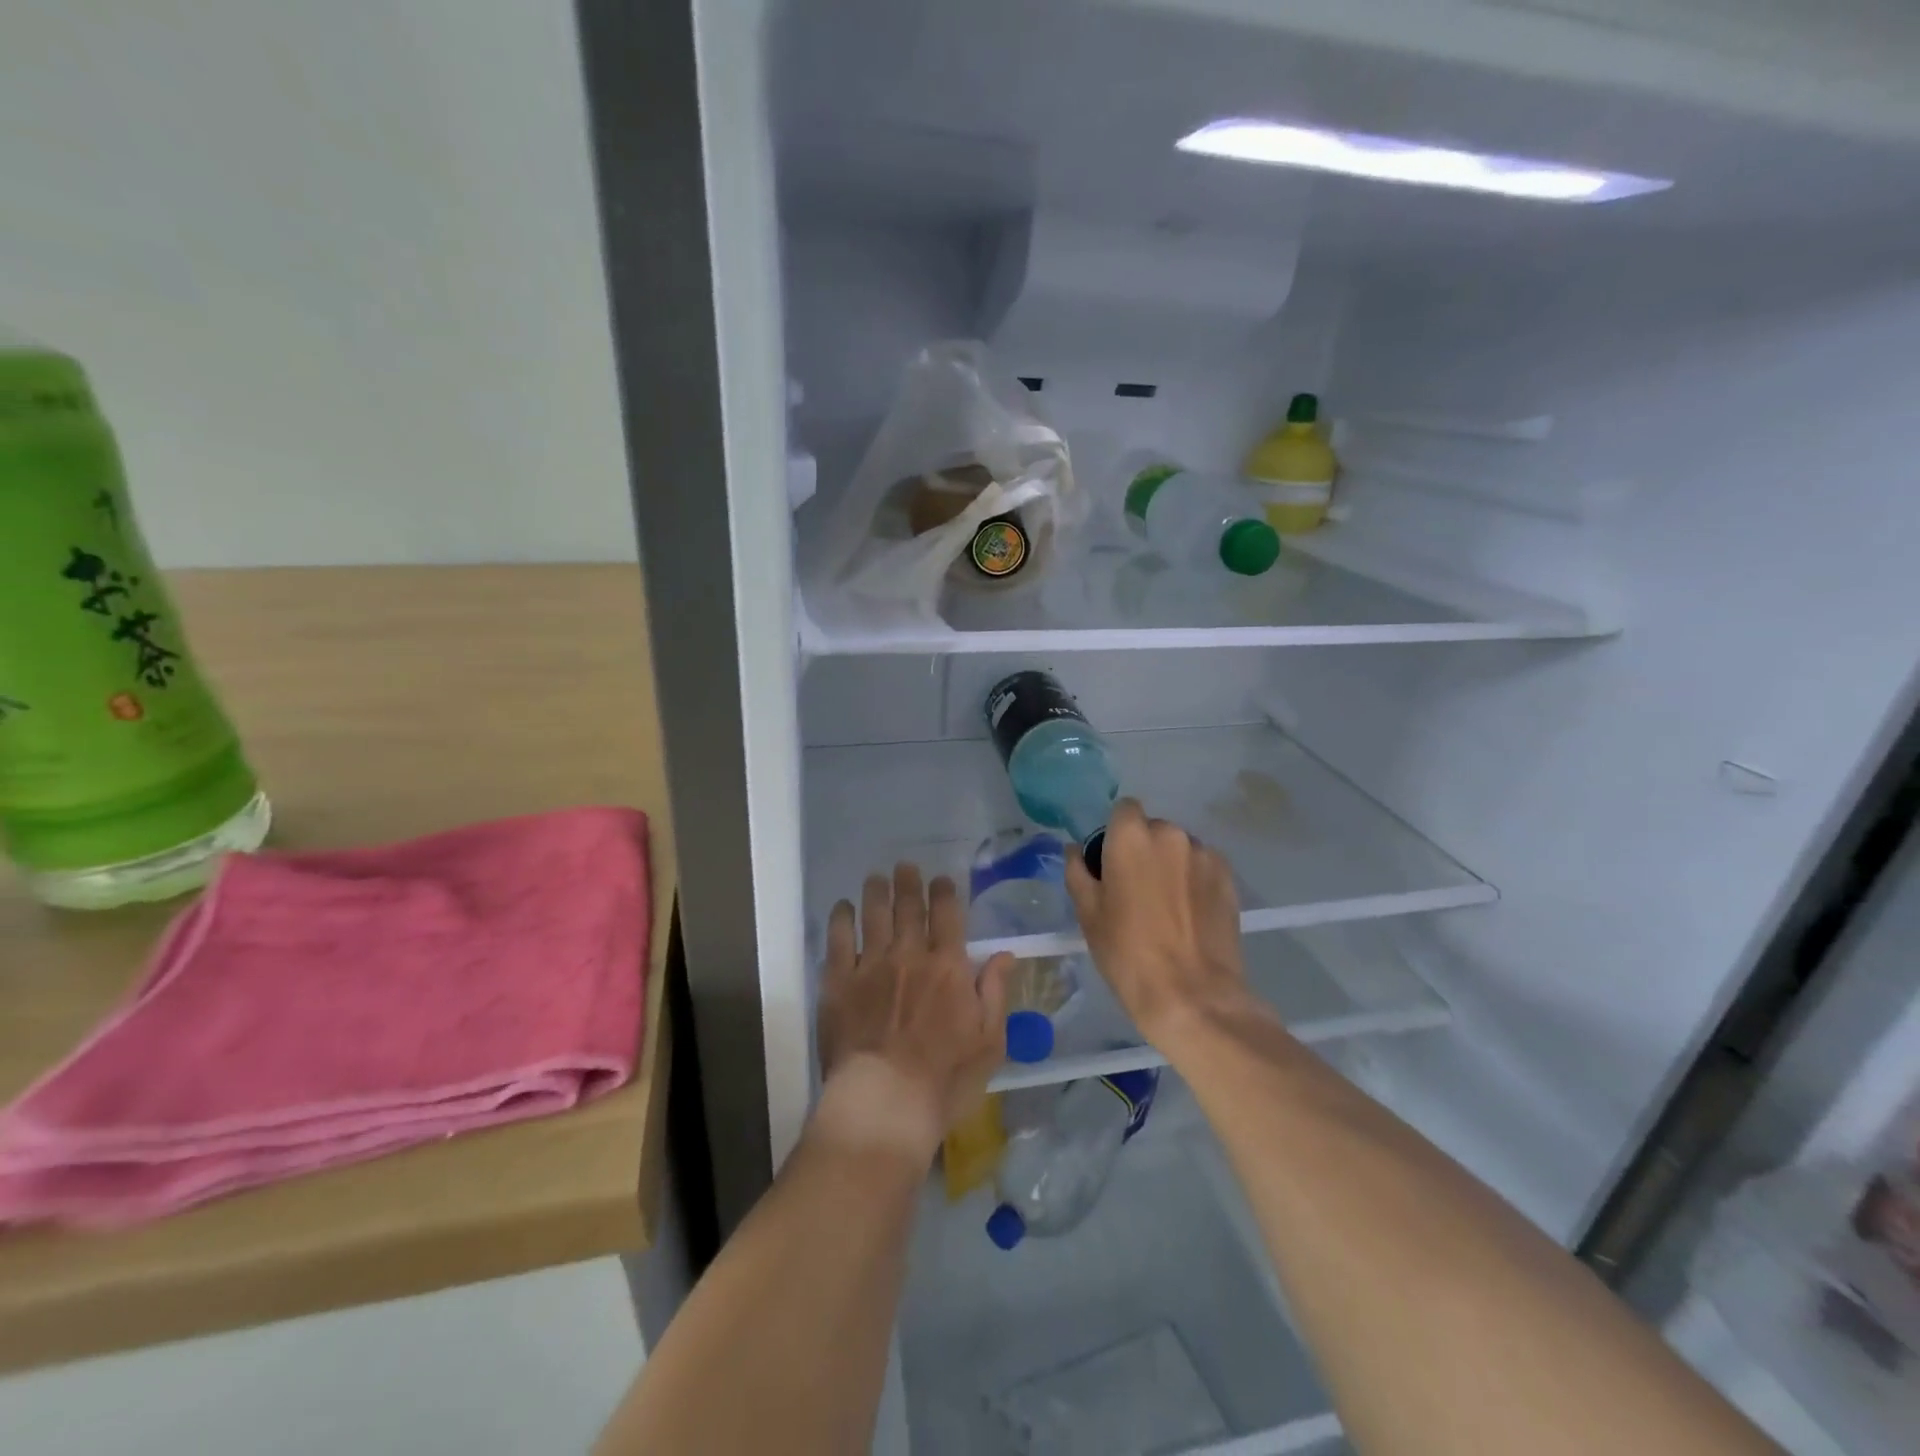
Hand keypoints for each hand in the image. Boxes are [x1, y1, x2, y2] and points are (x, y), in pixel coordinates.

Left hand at [816, 863, 1013, 1161]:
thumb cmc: (945, 1080)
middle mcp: (910, 955)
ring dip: (876, 892)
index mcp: (948, 967)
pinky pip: (839, 940)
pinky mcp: (838, 982)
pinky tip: (843, 907)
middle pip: (909, 907)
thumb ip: (996, 993)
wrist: (885, 1103)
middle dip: (908, 883)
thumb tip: (1005, 953)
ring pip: (874, 915)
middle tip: (905, 866)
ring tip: (877, 878)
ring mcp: (871, 966)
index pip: (948, 915)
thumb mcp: (989, 1042)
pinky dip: (842, 918)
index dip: (944, 892)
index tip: (941, 880)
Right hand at [1067, 800, 1251, 1053]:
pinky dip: (1194, 880)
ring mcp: (1205, 855)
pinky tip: (1189, 914)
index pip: (1123, 810)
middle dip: (1143, 849)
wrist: (1192, 994)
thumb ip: (1078, 872)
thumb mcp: (1088, 914)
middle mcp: (1172, 835)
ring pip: (1180, 848)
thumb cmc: (1127, 952)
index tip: (1110, 863)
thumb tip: (1075, 850)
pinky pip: (1202, 867)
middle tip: (1135, 889)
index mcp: (1132, 837)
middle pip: (1153, 829)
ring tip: (1167, 906)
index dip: (1115, 832)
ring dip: (1171, 864)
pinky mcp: (1229, 878)